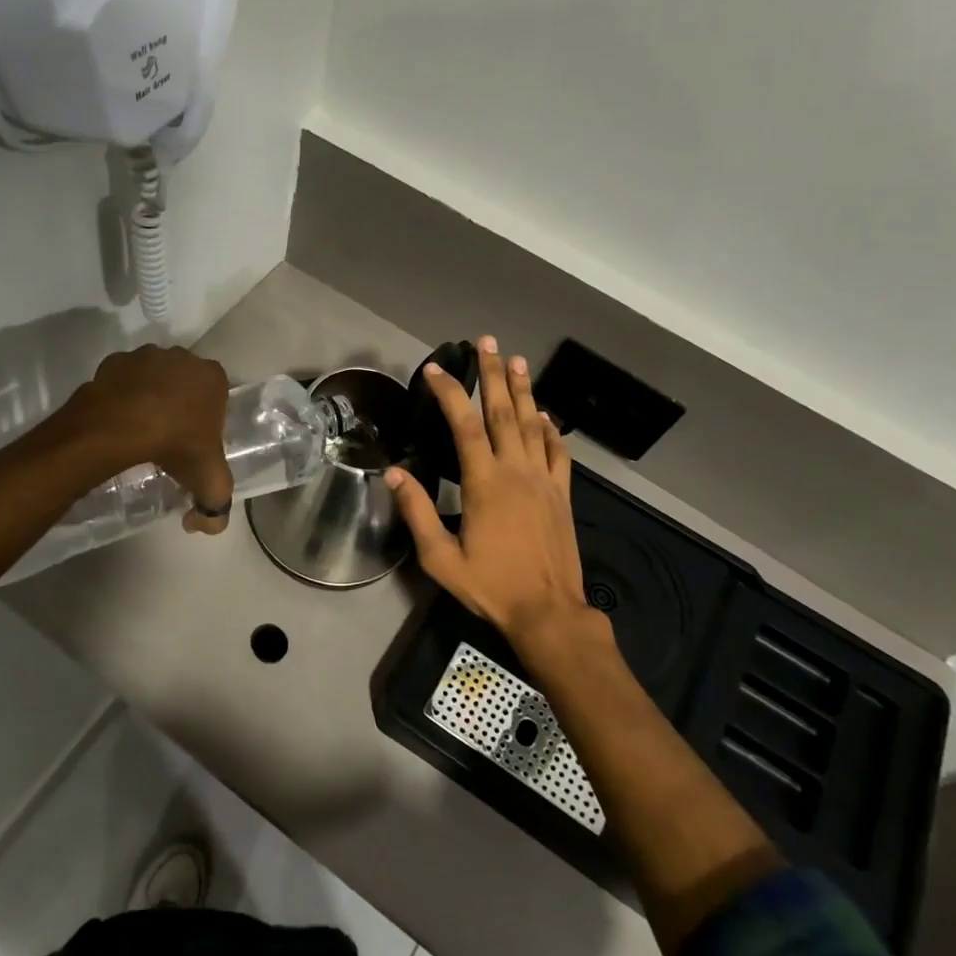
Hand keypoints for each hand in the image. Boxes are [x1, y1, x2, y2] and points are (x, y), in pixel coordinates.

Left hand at [75, 345, 234, 534]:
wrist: (121, 427)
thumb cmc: (176, 446)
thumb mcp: (209, 484)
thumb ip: (215, 510)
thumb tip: (199, 524)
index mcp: (213, 377)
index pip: (218, 397)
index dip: (207, 420)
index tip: (195, 443)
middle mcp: (182, 358)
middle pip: (186, 384)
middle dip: (180, 406)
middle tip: (169, 439)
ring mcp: (146, 356)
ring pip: (154, 378)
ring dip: (150, 397)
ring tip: (141, 430)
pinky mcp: (114, 361)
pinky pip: (123, 380)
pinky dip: (123, 395)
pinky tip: (119, 421)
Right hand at [386, 336, 594, 653]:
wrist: (548, 612)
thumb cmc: (490, 586)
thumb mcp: (440, 558)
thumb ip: (416, 512)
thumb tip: (392, 474)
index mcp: (485, 483)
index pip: (464, 425)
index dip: (449, 393)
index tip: (435, 369)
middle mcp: (517, 471)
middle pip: (503, 413)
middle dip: (493, 374)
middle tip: (487, 343)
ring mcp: (544, 481)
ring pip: (533, 424)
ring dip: (523, 390)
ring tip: (516, 360)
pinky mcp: (562, 495)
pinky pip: (557, 452)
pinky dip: (550, 429)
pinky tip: (544, 415)